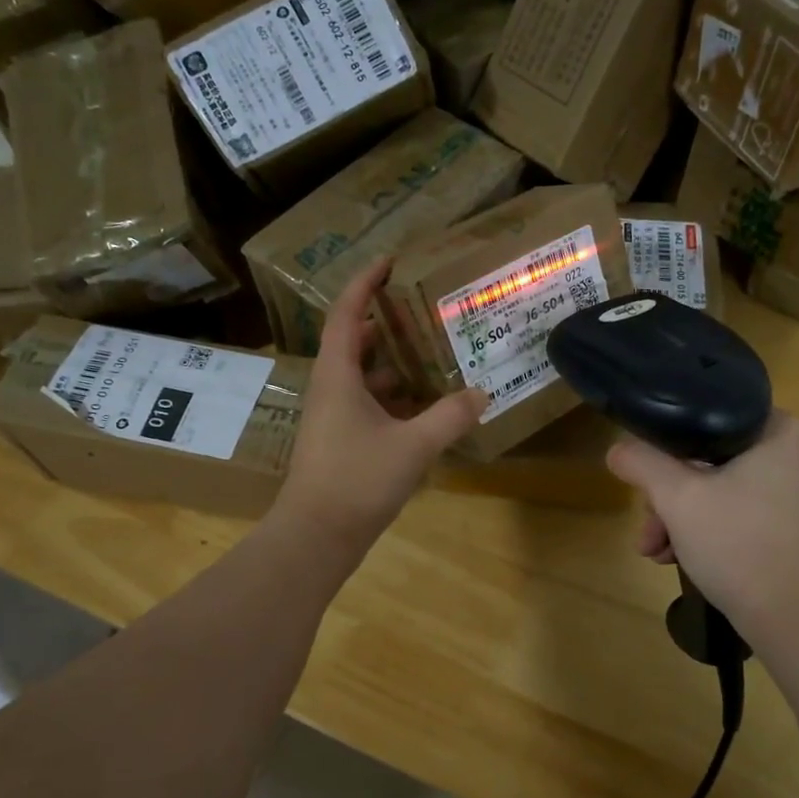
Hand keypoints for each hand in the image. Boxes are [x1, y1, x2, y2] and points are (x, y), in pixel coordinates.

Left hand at [275, 256, 485, 555]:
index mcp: (338, 376)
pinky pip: (370, 405)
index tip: (391, 261)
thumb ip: (449, 417)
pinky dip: (395, 398)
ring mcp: (335, 418)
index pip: (347, 314)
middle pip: (355, 342)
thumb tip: (481, 393)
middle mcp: (332, 389)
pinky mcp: (342, 443)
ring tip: (433, 352)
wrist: (317, 536)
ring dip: (394, 363)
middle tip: (423, 309)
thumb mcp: (412, 446)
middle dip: (386, 322)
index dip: (365, 283)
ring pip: (364, 377)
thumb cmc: (357, 480)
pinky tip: (426, 406)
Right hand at [605, 412, 798, 640]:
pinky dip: (703, 531)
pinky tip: (676, 558)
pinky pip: (734, 512)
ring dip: (677, 518)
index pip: (706, 416)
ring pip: (716, 489)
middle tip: (648, 528)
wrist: (796, 619)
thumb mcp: (678, 497)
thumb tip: (616, 448)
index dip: (665, 442)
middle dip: (666, 496)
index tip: (642, 474)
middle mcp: (791, 453)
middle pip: (706, 459)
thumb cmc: (740, 544)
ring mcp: (791, 492)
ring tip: (653, 552)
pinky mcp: (787, 525)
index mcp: (777, 430)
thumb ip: (642, 463)